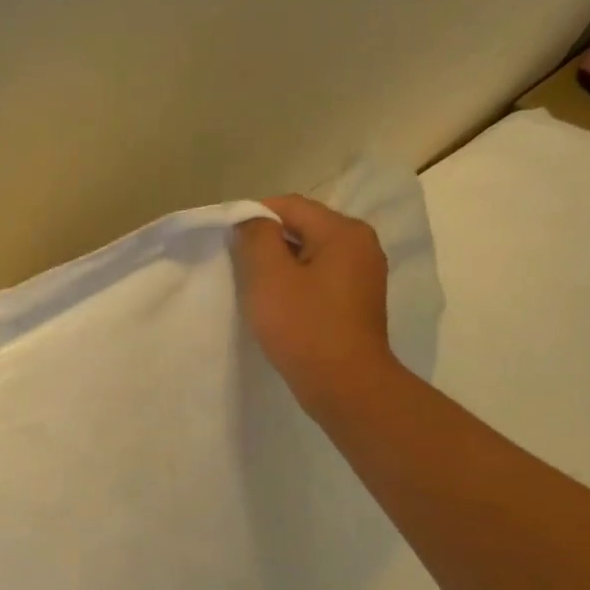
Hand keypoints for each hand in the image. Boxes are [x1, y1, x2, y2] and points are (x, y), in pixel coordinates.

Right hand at [233, 195, 396, 416]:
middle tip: (236, 267)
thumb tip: (250, 220)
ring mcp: (363, 274)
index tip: (226, 241)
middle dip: (266, 242)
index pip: (290, 205)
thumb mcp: (268, 277)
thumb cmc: (304, 327)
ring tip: (254, 288)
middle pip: (302, 228)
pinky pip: (319, 278)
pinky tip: (279, 306)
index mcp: (343, 231)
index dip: (253, 216)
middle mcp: (361, 244)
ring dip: (280, 265)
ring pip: (310, 254)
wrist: (344, 384)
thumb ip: (256, 238)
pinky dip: (296, 283)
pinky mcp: (357, 301)